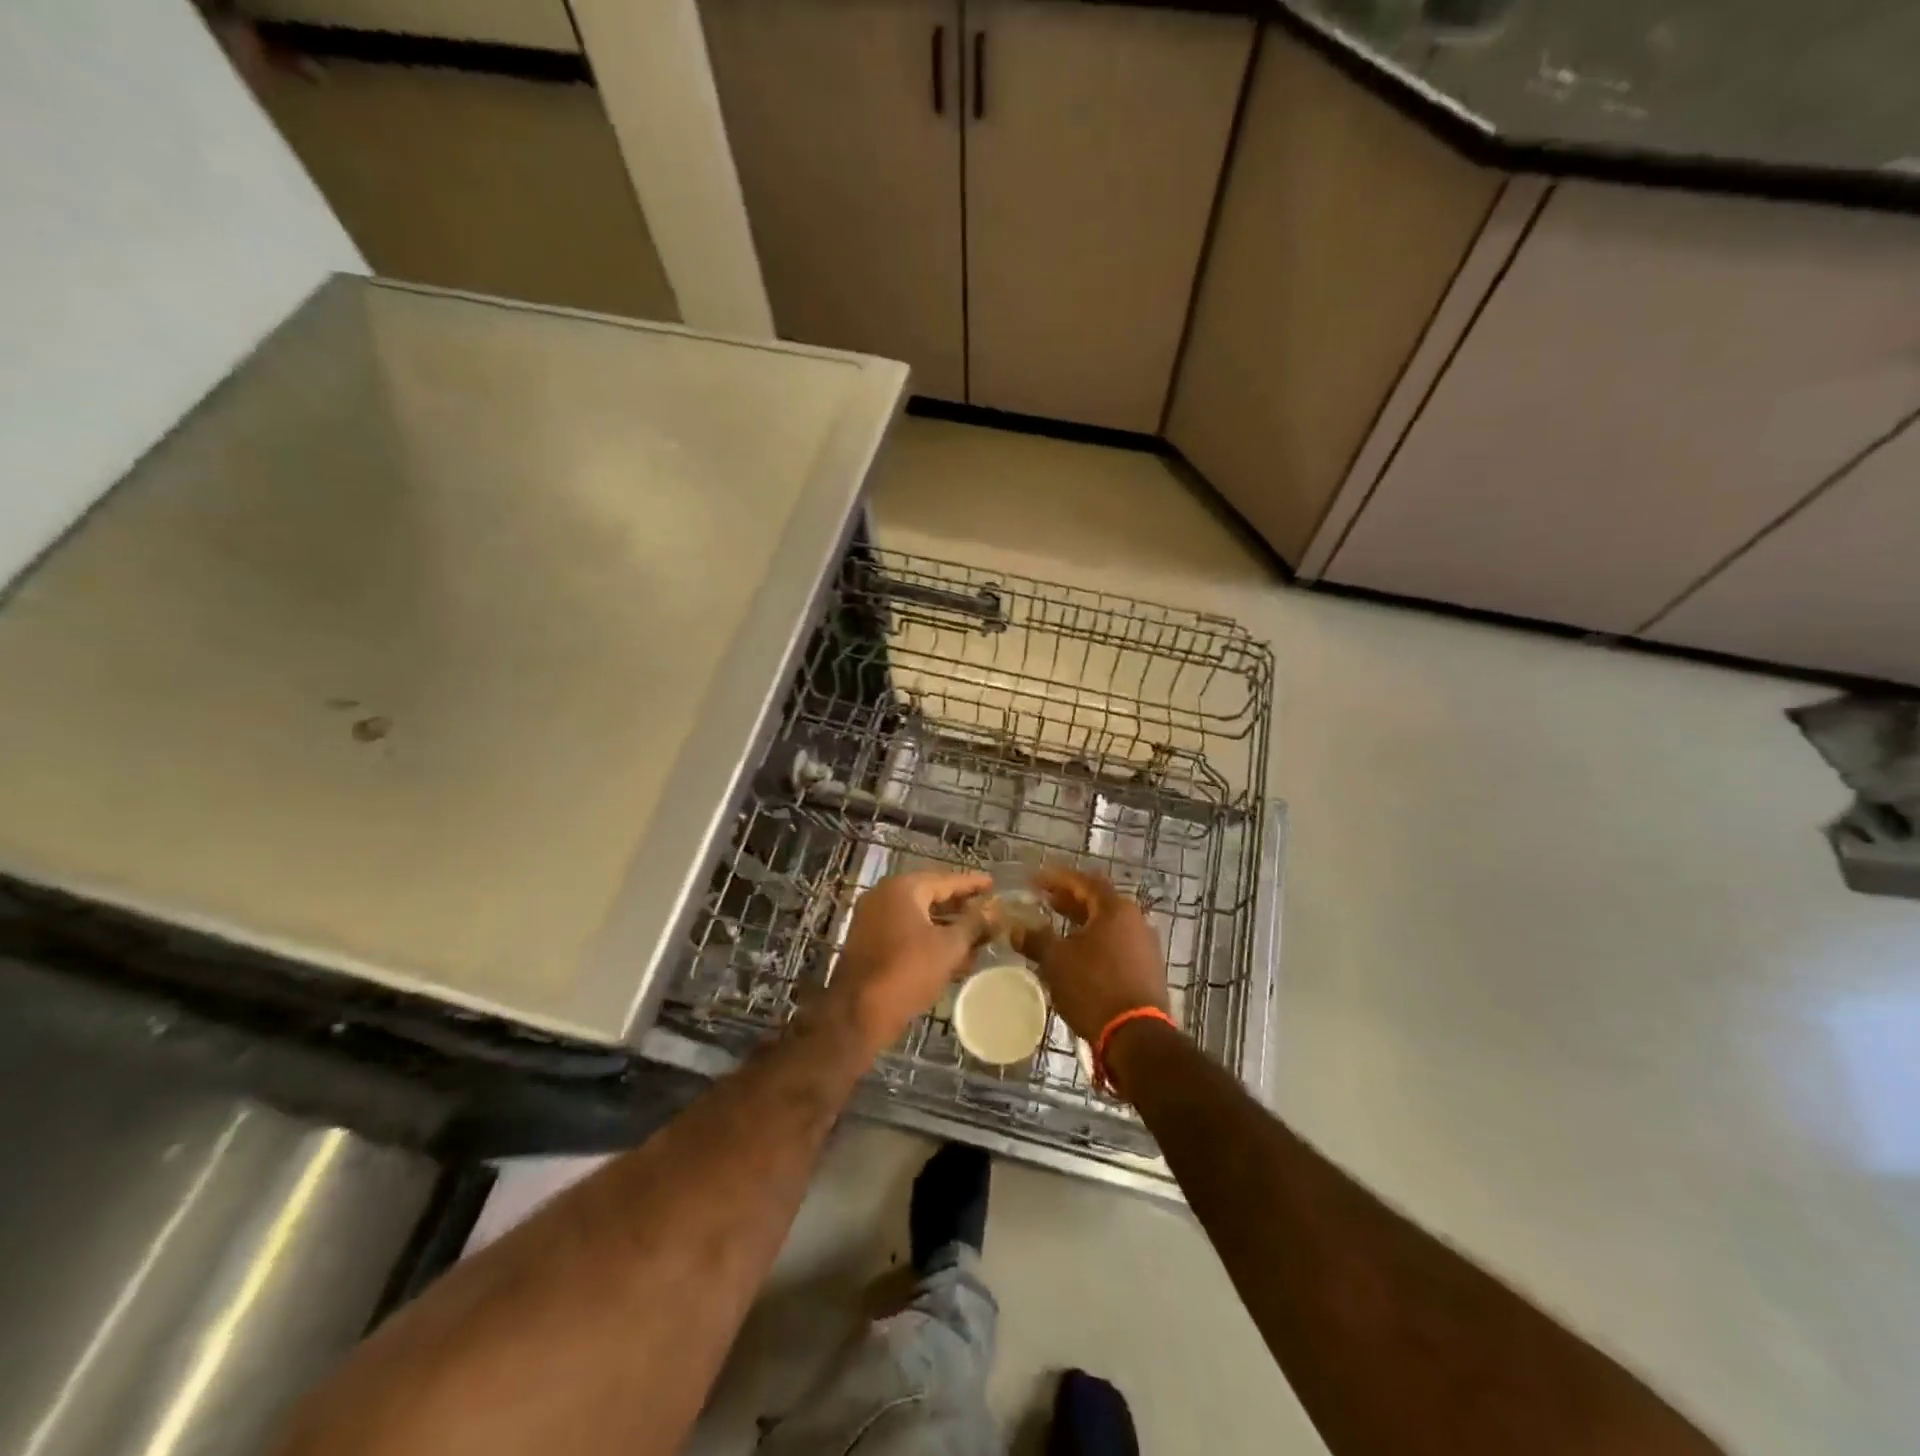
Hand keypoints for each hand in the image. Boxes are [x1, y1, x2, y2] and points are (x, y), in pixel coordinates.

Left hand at [827, 870, 993, 1055]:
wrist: (858, 1014)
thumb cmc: (907, 971)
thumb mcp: (949, 947)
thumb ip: (974, 924)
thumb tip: (995, 909)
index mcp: (902, 888)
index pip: (945, 879)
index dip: (972, 884)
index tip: (993, 884)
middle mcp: (884, 897)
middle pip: (931, 896)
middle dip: (961, 907)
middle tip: (988, 912)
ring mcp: (873, 921)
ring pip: (920, 918)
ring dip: (948, 928)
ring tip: (978, 938)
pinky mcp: (870, 944)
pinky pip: (907, 934)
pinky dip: (930, 941)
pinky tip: (955, 957)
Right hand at [1010, 867, 1168, 1041]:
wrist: (1137, 1038)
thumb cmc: (1094, 988)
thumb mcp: (1057, 961)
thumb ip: (1036, 939)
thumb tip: (1016, 929)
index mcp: (1116, 909)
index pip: (1083, 881)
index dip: (1056, 878)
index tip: (1034, 879)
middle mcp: (1135, 921)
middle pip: (1097, 902)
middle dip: (1068, 900)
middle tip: (1043, 900)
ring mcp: (1144, 946)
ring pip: (1106, 925)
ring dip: (1080, 923)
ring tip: (1055, 928)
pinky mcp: (1146, 970)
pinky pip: (1115, 945)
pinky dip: (1093, 943)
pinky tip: (1075, 955)